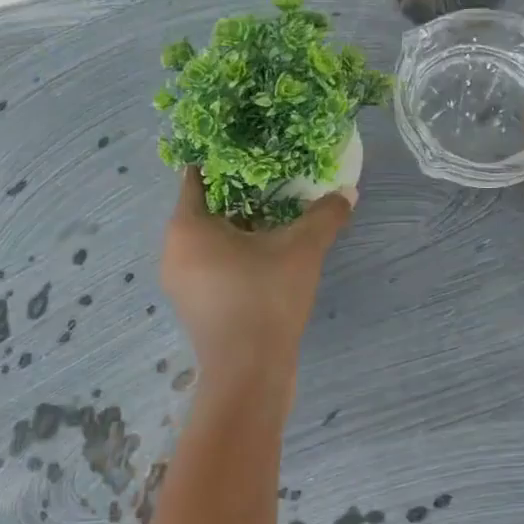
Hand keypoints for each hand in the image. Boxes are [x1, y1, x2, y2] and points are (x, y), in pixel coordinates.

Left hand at [162, 169, 350, 396]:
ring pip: (211, 241)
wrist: (250, 373)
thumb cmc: (265, 299)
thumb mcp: (301, 250)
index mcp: (187, 227)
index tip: (252, 149)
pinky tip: (270, 256)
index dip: (224, 159)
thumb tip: (348, 192)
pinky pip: (214, 266)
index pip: (198, 176)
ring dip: (242, 228)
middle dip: (241, 195)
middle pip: (207, 209)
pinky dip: (237, 256)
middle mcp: (174, 250)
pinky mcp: (196, 306)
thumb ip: (324, 216)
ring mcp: (182, 282)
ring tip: (279, 216)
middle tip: (276, 181)